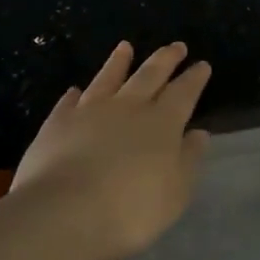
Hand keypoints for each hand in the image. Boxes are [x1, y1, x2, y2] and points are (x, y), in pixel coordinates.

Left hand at [10, 41, 211, 259]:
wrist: (63, 213)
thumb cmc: (130, 209)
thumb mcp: (175, 192)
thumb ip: (188, 160)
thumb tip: (199, 133)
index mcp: (162, 123)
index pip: (183, 92)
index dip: (194, 78)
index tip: (202, 64)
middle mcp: (128, 108)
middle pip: (150, 75)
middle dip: (166, 59)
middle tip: (176, 46)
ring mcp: (90, 112)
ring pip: (108, 78)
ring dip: (119, 62)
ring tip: (125, 46)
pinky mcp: (57, 124)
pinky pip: (69, 102)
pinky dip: (74, 95)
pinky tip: (75, 90)